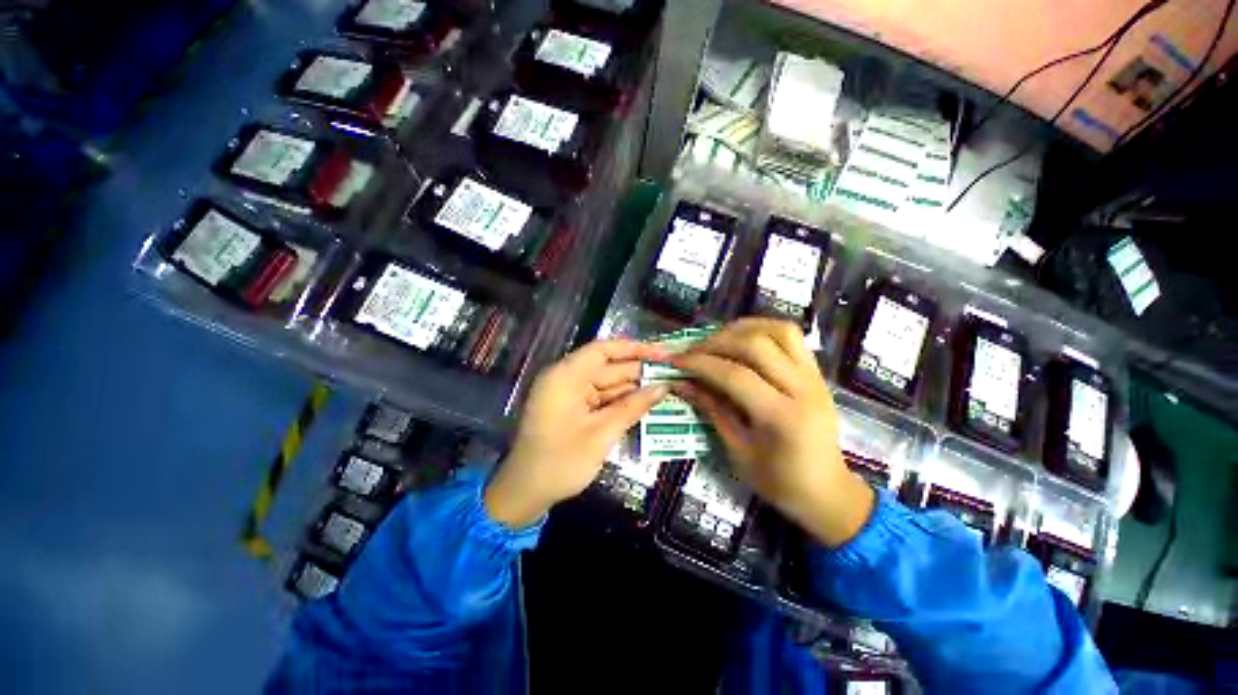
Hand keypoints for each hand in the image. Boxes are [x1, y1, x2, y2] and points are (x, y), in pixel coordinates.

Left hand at [485, 339, 668, 526]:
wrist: (525, 493)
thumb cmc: (560, 462)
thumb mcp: (601, 434)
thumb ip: (633, 407)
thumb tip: (663, 387)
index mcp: (565, 376)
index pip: (602, 350)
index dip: (634, 348)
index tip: (661, 353)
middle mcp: (566, 379)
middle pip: (607, 366)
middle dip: (639, 371)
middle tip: (672, 374)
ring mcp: (569, 394)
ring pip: (608, 383)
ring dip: (634, 387)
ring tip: (666, 387)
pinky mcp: (573, 408)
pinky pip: (602, 398)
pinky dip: (622, 401)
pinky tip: (645, 403)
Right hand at [669, 318, 873, 546]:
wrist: (827, 491)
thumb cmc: (779, 481)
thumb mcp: (737, 451)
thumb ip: (711, 410)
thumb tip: (681, 383)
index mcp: (782, 417)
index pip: (735, 375)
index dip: (701, 364)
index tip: (676, 361)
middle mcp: (803, 388)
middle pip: (755, 345)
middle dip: (716, 343)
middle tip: (692, 351)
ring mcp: (814, 376)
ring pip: (777, 331)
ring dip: (741, 329)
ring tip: (717, 340)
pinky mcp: (816, 372)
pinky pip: (790, 336)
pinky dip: (761, 329)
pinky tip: (742, 339)